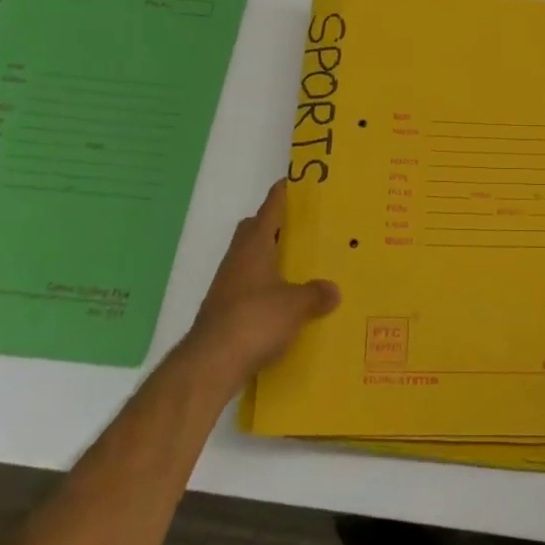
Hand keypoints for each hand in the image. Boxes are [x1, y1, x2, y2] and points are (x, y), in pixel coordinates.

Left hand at [180, 181, 339, 390]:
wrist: (211, 362)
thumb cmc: (256, 319)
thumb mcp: (297, 305)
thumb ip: (316, 294)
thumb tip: (332, 290)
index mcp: (256, 245)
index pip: (270, 208)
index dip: (282, 194)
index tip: (294, 182)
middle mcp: (238, 258)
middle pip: (254, 231)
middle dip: (274, 226)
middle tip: (300, 228)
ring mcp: (227, 285)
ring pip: (249, 260)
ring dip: (269, 260)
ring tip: (298, 267)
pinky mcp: (223, 311)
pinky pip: (247, 288)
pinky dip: (263, 289)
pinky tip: (282, 304)